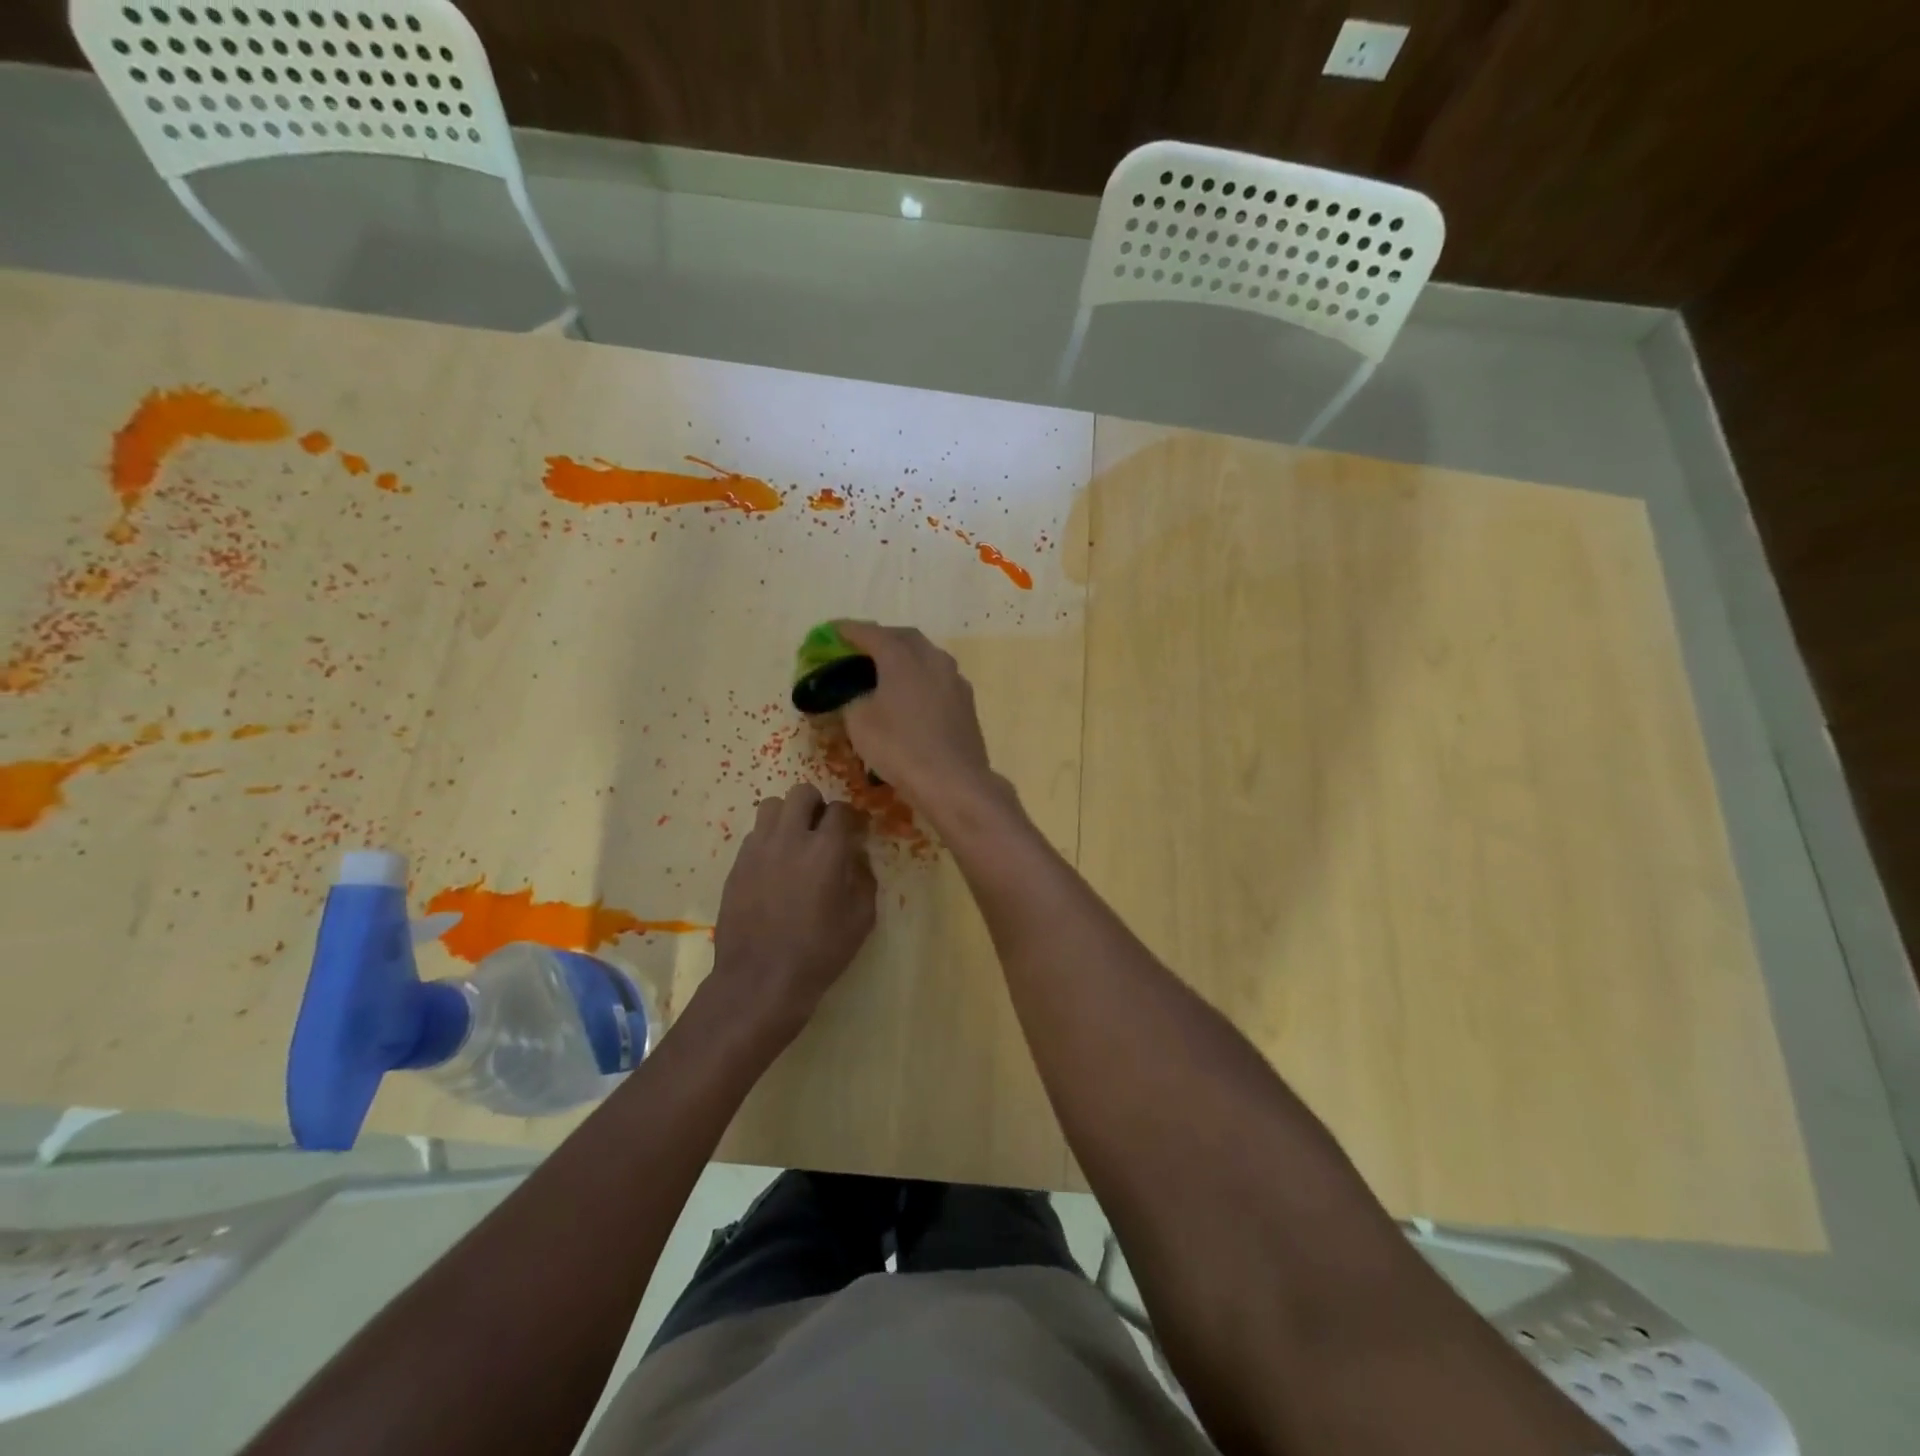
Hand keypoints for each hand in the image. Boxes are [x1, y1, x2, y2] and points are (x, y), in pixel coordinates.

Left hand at [708, 783, 876, 1041]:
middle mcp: (790, 838)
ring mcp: (758, 849)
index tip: (856, 832)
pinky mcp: (736, 865)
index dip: (851, 818)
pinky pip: (754, 835)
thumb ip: (864, 878)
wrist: (760, 980)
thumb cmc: (820, 952)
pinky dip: (768, 840)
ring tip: (795, 842)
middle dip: (817, 805)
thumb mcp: (861, 919)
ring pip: (771, 806)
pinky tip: (775, 867)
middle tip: (823, 831)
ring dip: (788, 816)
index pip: (841, 809)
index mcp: (826, 849)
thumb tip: (857, 858)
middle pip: (802, 793)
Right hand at [832, 621, 997, 814]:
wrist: (953, 781)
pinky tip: (912, 693)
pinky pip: (938, 678)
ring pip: (926, 656)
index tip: (833, 631)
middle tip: (860, 648)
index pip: (872, 633)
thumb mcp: (859, 723)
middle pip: (904, 638)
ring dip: (904, 656)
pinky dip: (920, 677)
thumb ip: (851, 698)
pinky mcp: (966, 701)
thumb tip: (855, 694)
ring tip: (885, 669)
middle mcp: (932, 659)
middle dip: (881, 638)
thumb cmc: (900, 748)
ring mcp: (954, 679)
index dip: (849, 631)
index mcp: (903, 657)